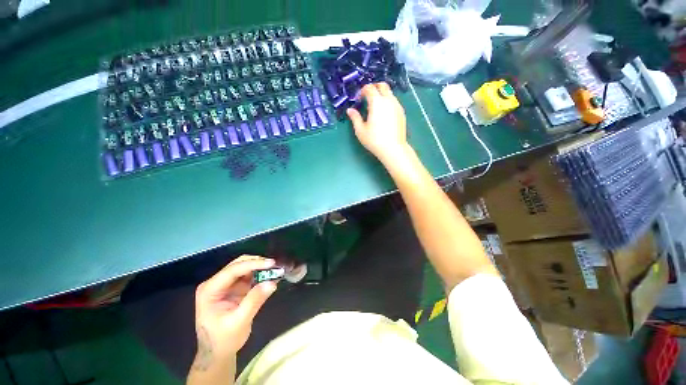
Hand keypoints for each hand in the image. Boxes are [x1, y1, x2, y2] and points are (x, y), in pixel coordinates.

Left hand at [192, 256, 277, 369]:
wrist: (217, 353)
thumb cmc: (223, 340)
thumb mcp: (239, 322)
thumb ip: (254, 301)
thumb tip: (272, 282)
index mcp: (209, 290)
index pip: (232, 270)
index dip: (253, 264)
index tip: (271, 263)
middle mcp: (216, 283)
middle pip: (238, 265)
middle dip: (257, 263)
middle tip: (274, 266)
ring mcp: (225, 285)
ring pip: (245, 267)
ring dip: (260, 267)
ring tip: (275, 270)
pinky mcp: (234, 288)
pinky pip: (249, 276)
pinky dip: (260, 274)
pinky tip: (270, 276)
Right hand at [347, 83, 408, 163]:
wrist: (393, 149)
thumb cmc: (374, 140)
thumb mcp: (360, 130)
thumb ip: (355, 118)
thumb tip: (350, 110)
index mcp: (377, 102)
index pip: (369, 88)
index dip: (362, 91)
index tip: (359, 99)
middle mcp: (389, 100)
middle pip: (383, 85)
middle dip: (374, 87)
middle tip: (367, 97)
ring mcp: (397, 106)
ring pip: (390, 93)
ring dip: (382, 95)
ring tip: (375, 107)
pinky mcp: (402, 113)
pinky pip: (394, 101)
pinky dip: (388, 102)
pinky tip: (384, 114)